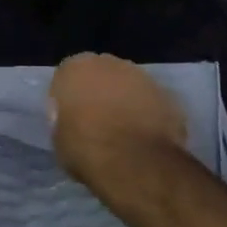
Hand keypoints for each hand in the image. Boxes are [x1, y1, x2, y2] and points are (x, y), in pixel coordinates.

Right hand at [48, 52, 188, 191]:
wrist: (136, 163)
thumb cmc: (86, 148)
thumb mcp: (58, 137)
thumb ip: (63, 118)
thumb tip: (71, 117)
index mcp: (76, 68)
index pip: (66, 77)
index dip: (68, 98)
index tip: (69, 119)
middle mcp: (110, 63)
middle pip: (100, 75)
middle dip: (98, 93)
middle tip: (96, 123)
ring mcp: (143, 77)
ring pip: (128, 86)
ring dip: (124, 102)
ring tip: (123, 133)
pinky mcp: (168, 95)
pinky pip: (151, 103)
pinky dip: (147, 115)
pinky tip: (144, 138)